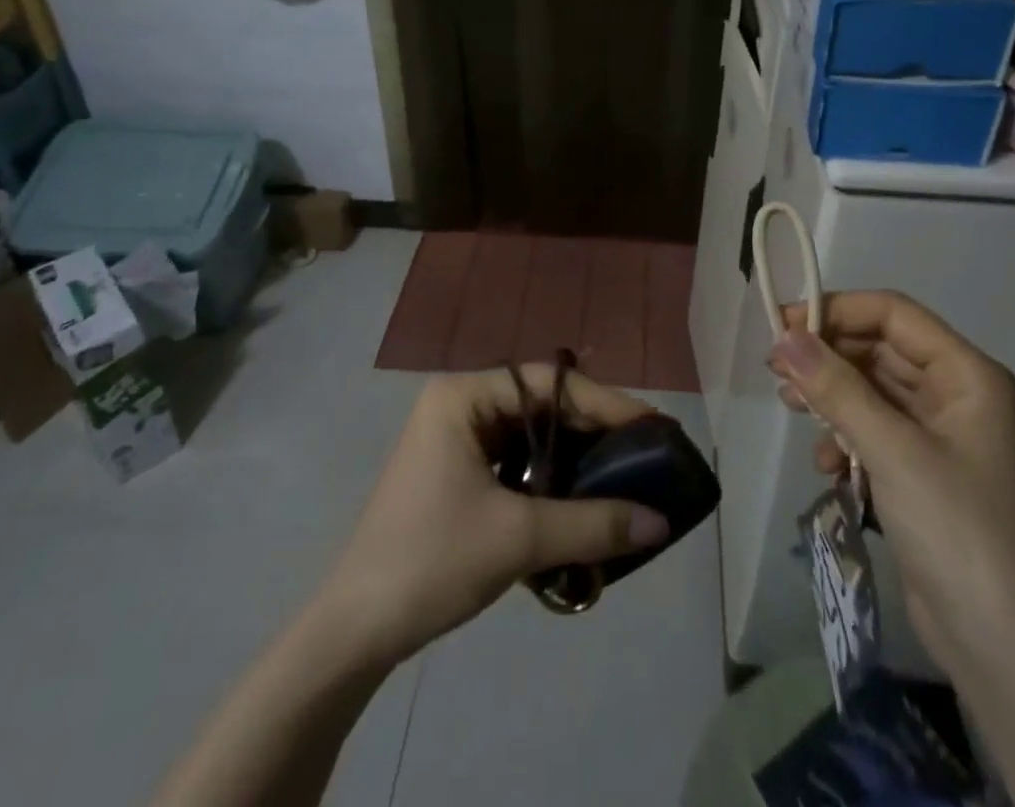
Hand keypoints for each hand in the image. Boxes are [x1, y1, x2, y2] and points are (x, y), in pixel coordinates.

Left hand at [320, 368, 670, 663]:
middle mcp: (459, 405)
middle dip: (592, 430)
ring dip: (573, 456)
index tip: (652, 425)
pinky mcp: (456, 473)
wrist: (354, 631)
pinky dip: (549, 478)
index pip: (548, 383)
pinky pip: (515, 462)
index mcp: (463, 396)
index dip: (605, 402)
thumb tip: (660, 521)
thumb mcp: (518, 538)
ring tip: (623, 472)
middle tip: (645, 450)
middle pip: (541, 405)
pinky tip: (580, 499)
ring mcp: (454, 439)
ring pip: (530, 435)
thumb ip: (592, 524)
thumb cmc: (431, 561)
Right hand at [768, 292, 1014, 676]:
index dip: (837, 310)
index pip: (893, 314)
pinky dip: (844, 438)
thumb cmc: (957, 530)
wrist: (1005, 649)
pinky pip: (873, 431)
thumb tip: (784, 337)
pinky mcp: (921, 473)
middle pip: (879, 349)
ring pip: (872, 390)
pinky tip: (825, 465)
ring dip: (830, 395)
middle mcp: (955, 395)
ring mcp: (939, 437)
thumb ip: (836, 388)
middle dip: (827, 355)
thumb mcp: (892, 451)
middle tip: (776, 369)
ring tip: (789, 406)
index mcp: (966, 375)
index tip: (784, 325)